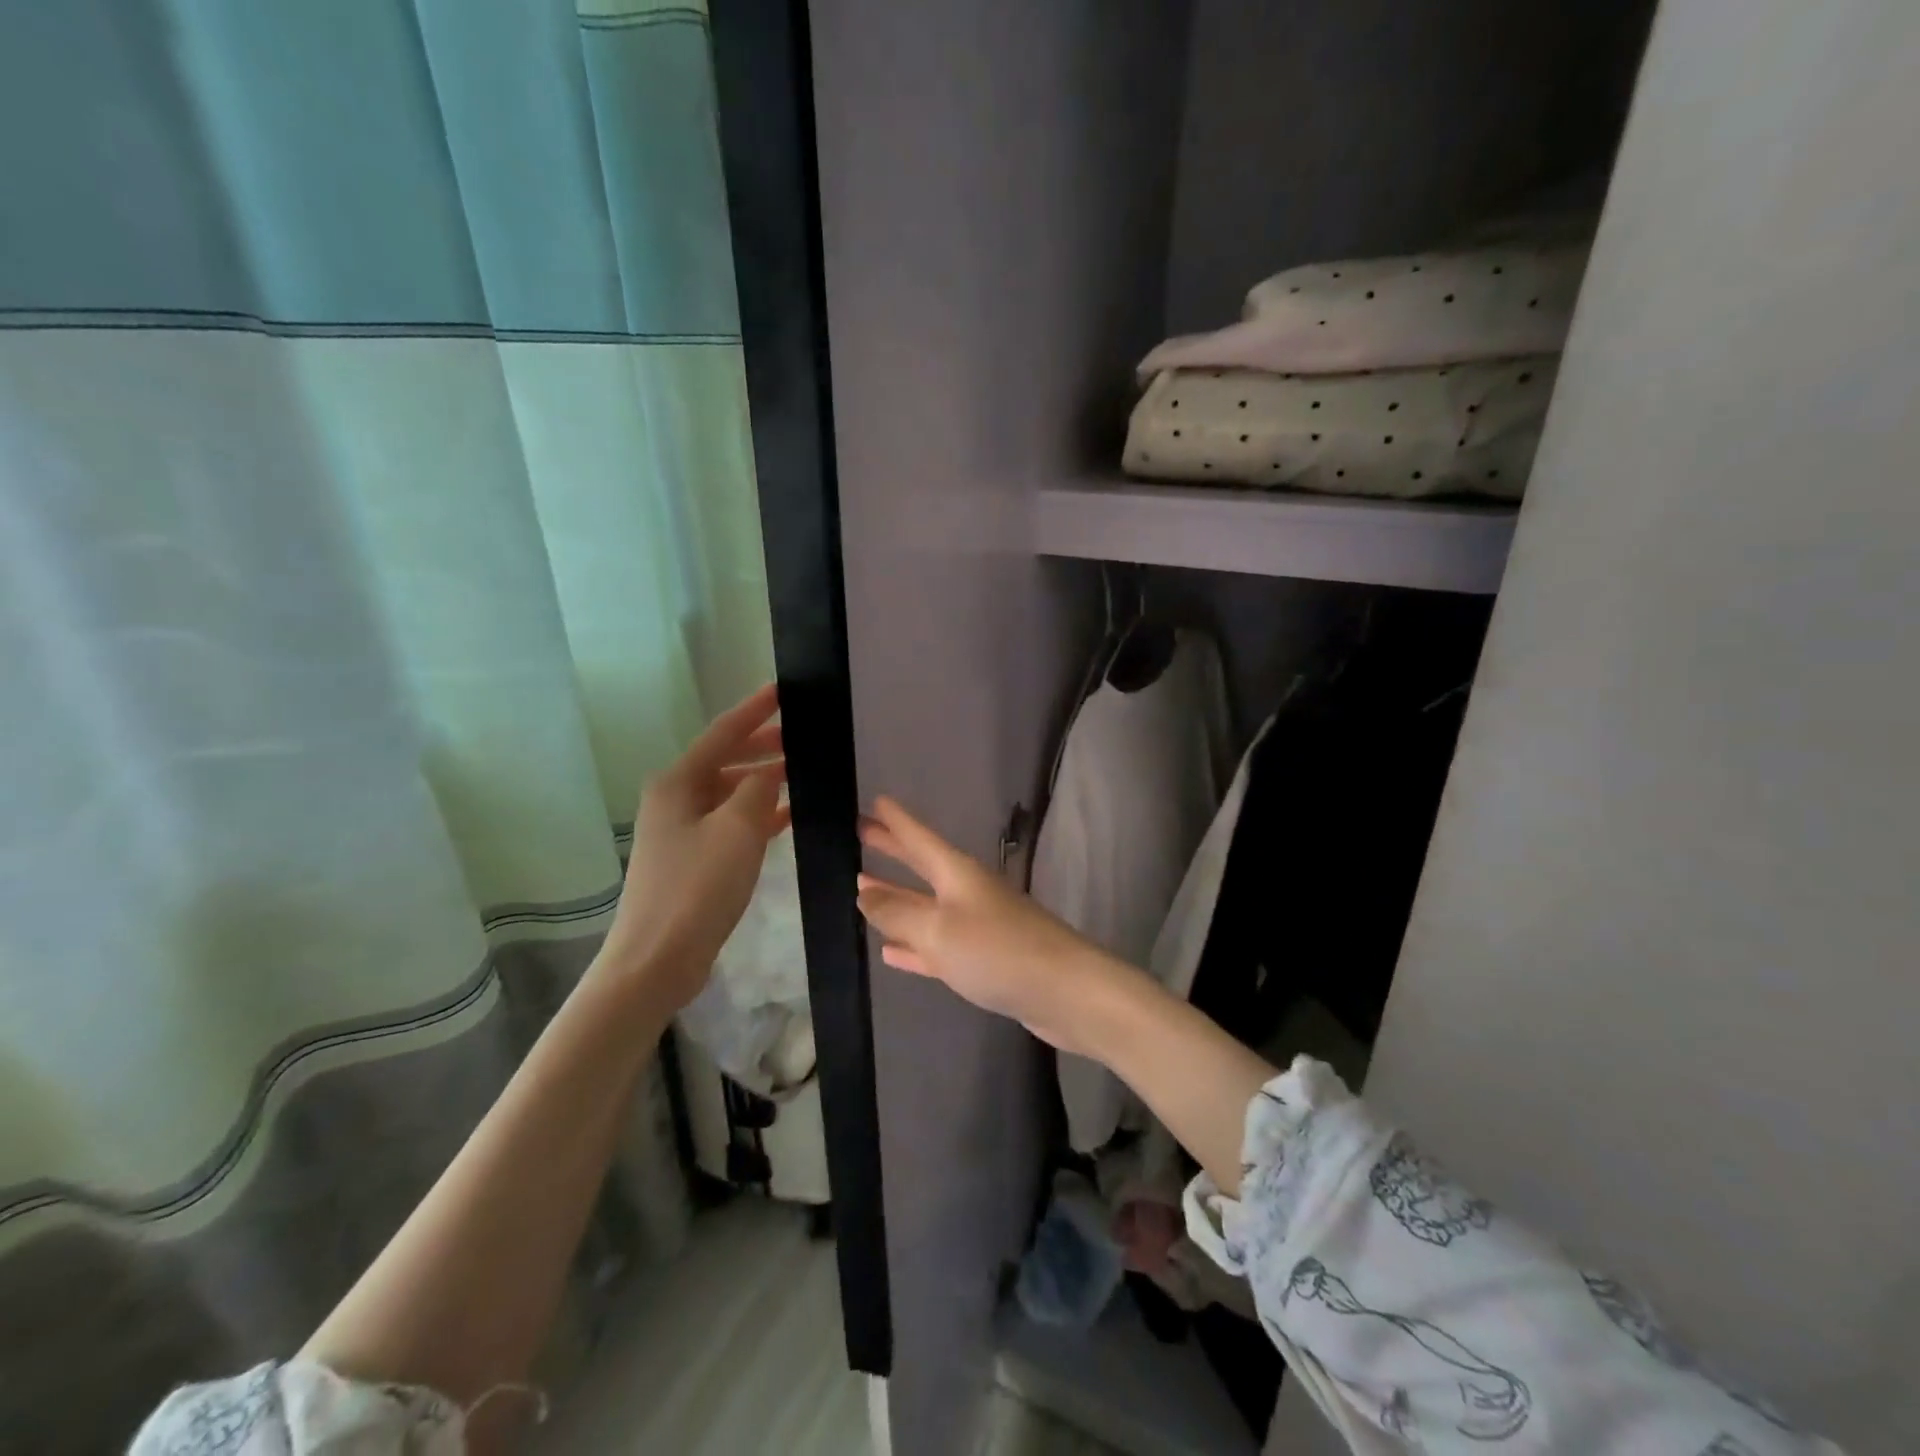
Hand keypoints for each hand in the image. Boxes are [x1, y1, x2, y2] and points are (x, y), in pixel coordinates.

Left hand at [598, 685, 789, 1010]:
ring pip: (731, 793)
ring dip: (763, 782)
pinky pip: (732, 824)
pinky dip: (759, 816)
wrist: (657, 959)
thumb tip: (771, 770)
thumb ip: (759, 790)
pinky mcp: (693, 859)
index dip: (755, 710)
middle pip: (725, 760)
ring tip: (802, 773)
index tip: (782, 690)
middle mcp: (676, 799)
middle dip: (762, 746)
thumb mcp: (737, 830)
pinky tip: (789, 816)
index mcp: (678, 782)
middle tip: (802, 737)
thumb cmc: (696, 887)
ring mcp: (682, 830)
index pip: (723, 732)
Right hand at [856, 797, 1131, 1055]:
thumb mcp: (939, 929)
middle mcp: (966, 892)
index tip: (875, 801)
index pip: (919, 838)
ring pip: (926, 907)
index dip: (896, 821)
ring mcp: (976, 926)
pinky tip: (890, 951)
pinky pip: (937, 946)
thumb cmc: (997, 950)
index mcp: (956, 874)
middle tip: (861, 834)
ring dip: (897, 898)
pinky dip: (913, 945)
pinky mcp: (983, 961)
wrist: (1064, 992)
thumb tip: (865, 892)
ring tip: (863, 887)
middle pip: (921, 865)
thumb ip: (898, 911)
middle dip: (892, 850)